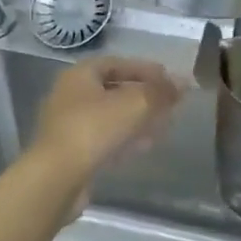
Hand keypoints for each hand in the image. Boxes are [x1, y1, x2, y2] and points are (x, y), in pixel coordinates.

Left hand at [29, 56, 182, 181]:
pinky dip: (124, 138)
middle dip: (143, 96)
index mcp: (80, 75)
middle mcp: (69, 95)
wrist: (57, 177)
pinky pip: (102, 138)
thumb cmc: (94, 129)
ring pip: (109, 116)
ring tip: (161, 127)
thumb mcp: (135, 104)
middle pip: (113, 89)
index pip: (117, 62)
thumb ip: (161, 92)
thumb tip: (183, 82)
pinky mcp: (70, 151)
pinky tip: (141, 147)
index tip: (169, 80)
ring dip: (136, 119)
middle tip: (168, 105)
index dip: (145, 69)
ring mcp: (67, 124)